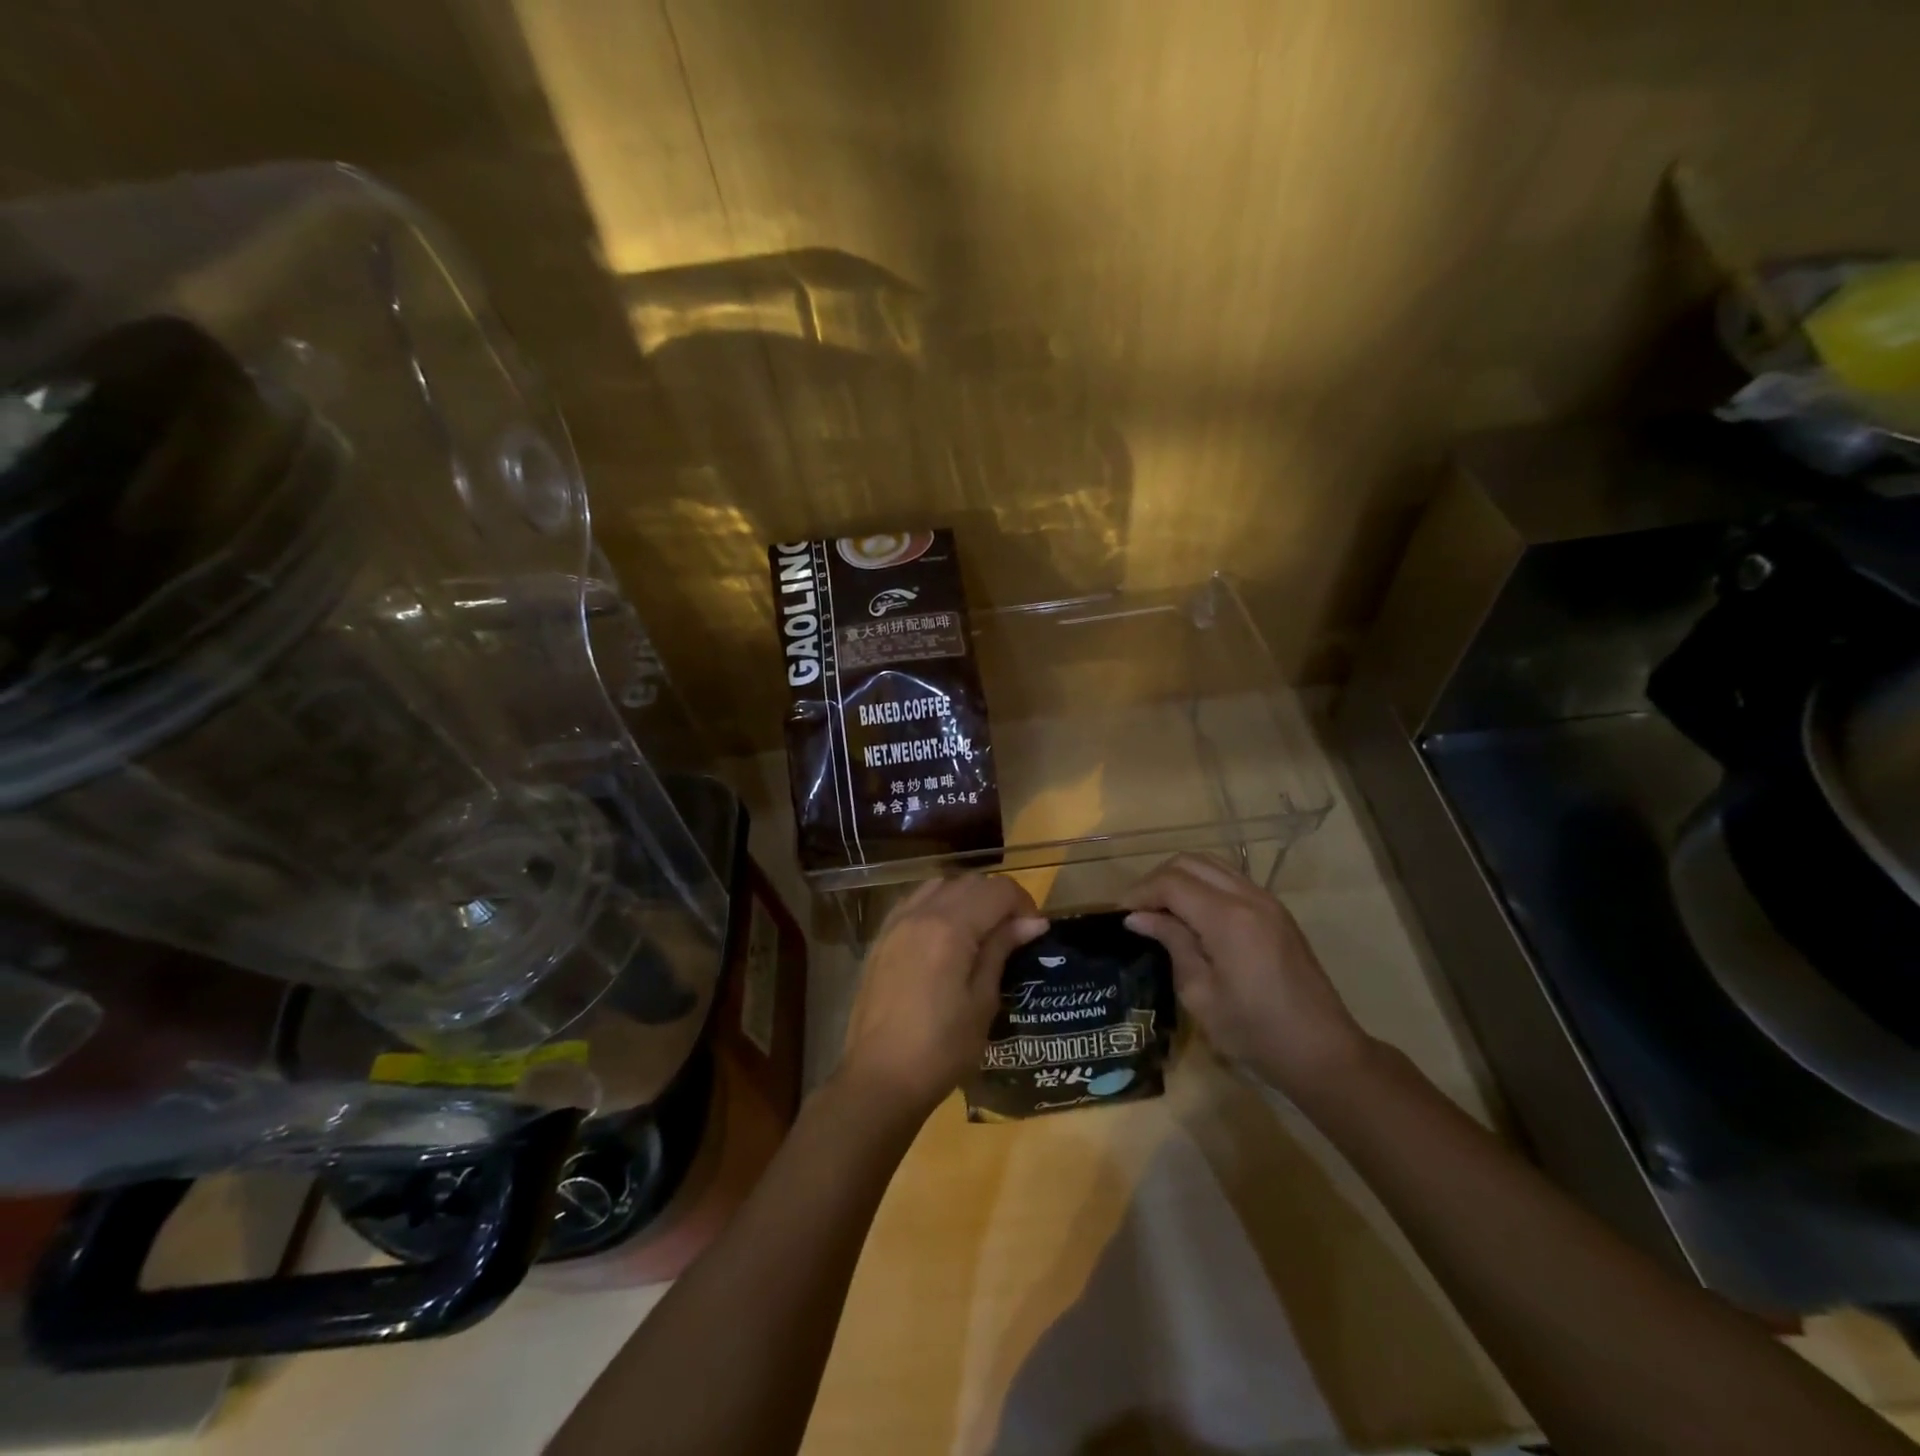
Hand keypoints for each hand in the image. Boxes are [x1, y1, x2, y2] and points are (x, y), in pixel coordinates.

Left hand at [838, 875, 1047, 1118]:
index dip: (1024, 904)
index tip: (1035, 932)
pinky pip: (915, 901)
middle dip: (998, 899)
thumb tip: (1032, 922)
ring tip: (980, 932)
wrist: (879, 1078)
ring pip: (941, 886)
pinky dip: (939, 905)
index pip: (998, 890)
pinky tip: (946, 936)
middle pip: (970, 882)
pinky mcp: (882, 937)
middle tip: (1014, 933)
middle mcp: (921, 912)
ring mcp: (896, 922)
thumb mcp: (982, 1001)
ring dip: (967, 898)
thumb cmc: (941, 1048)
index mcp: (950, 927)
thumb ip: (1001, 950)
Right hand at [1122, 853, 1368, 1096]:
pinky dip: (1203, 885)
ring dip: (1181, 879)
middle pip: (1190, 863)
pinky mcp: (1276, 912)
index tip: (1119, 915)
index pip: (1171, 882)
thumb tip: (1138, 918)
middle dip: (1157, 880)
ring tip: (1161, 910)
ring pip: (1211, 865)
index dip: (1140, 893)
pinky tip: (1192, 916)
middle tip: (1138, 911)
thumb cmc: (1254, 1032)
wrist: (1322, 1051)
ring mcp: (1267, 901)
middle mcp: (1248, 897)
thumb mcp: (1200, 994)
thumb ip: (1172, 944)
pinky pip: (1230, 880)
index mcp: (1227, 918)